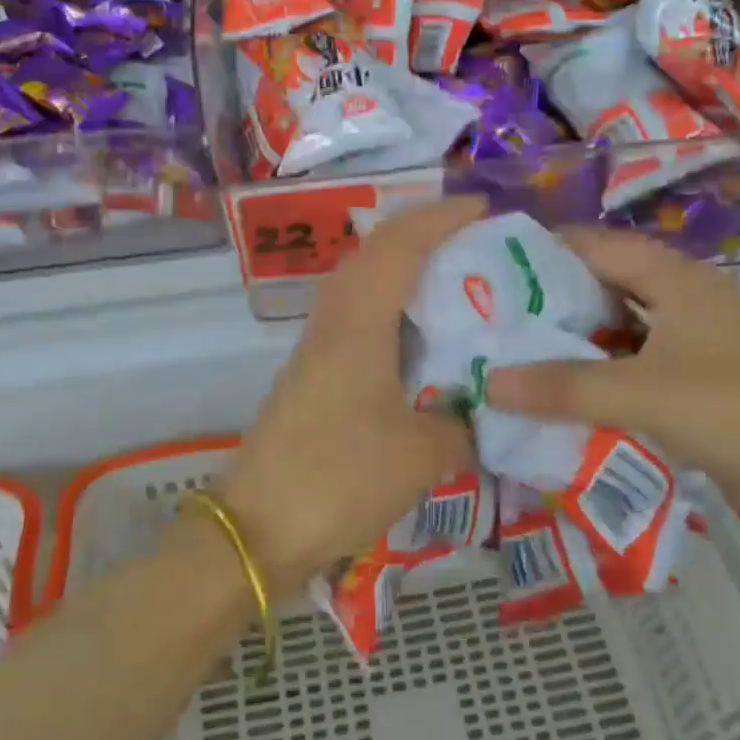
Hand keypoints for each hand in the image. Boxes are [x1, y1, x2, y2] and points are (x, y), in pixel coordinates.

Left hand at [220, 196, 483, 592]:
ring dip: (403, 276)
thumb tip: (474, 413)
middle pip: (373, 256)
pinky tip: (419, 347)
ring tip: (453, 289)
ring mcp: (315, 353)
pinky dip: (390, 317)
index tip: (482, 209)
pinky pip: (356, 326)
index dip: (440, 218)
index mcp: (357, 324)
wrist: (257, 531)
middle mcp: (331, 325)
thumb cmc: (340, 479)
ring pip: (361, 290)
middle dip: (421, 237)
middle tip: (473, 245)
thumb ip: (460, 425)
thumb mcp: (422, 455)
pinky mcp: (311, 381)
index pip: (398, 246)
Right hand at [484, 228, 739, 522]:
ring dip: (573, 344)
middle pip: (603, 288)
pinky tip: (559, 396)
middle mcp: (682, 302)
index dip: (544, 249)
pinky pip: (632, 370)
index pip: (596, 245)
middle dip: (549, 301)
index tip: (488, 265)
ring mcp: (691, 345)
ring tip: (512, 354)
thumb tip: (487, 382)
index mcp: (676, 280)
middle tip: (489, 316)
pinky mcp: (695, 384)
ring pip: (617, 332)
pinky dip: (597, 378)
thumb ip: (564, 387)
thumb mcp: (643, 393)